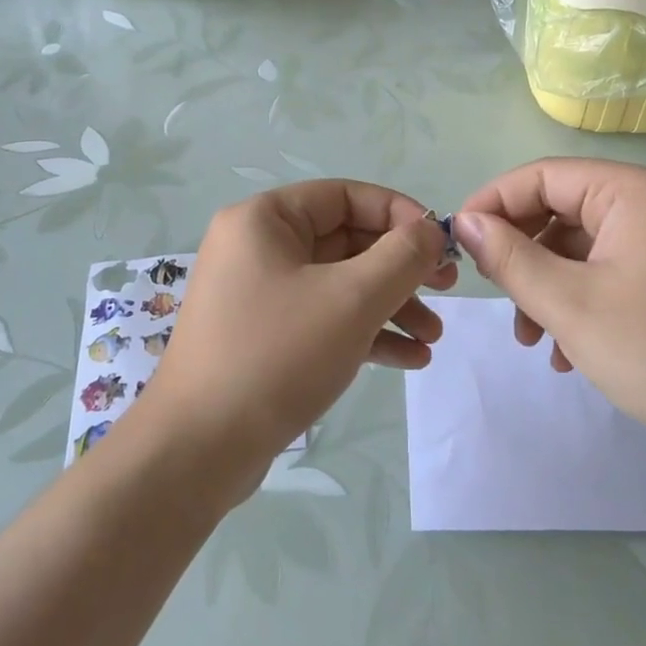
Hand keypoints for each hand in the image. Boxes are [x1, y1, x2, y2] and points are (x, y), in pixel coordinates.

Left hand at [137, 180, 454, 497]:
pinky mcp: (264, 336)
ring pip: (339, 284)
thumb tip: (431, 230)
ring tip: (433, 338)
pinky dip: (365, 332)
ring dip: (390, 306)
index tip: (440, 245)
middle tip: (447, 290)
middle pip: (346, 241)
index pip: (346, 196)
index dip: (399, 214)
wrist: (198, 450)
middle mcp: (258, 247)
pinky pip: (323, 318)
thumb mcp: (352, 299)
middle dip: (400, 269)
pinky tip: (409, 360)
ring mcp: (258, 294)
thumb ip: (402, 257)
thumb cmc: (277, 355)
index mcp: (265, 219)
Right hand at [455, 159, 645, 460]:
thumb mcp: (569, 304)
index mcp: (632, 190)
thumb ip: (509, 258)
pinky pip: (606, 269)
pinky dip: (577, 300)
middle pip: (560, 210)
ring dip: (545, 286)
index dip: (493, 203)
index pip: (543, 176)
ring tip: (531, 339)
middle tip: (494, 294)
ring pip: (579, 246)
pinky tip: (565, 351)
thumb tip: (465, 222)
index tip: (457, 241)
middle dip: (521, 254)